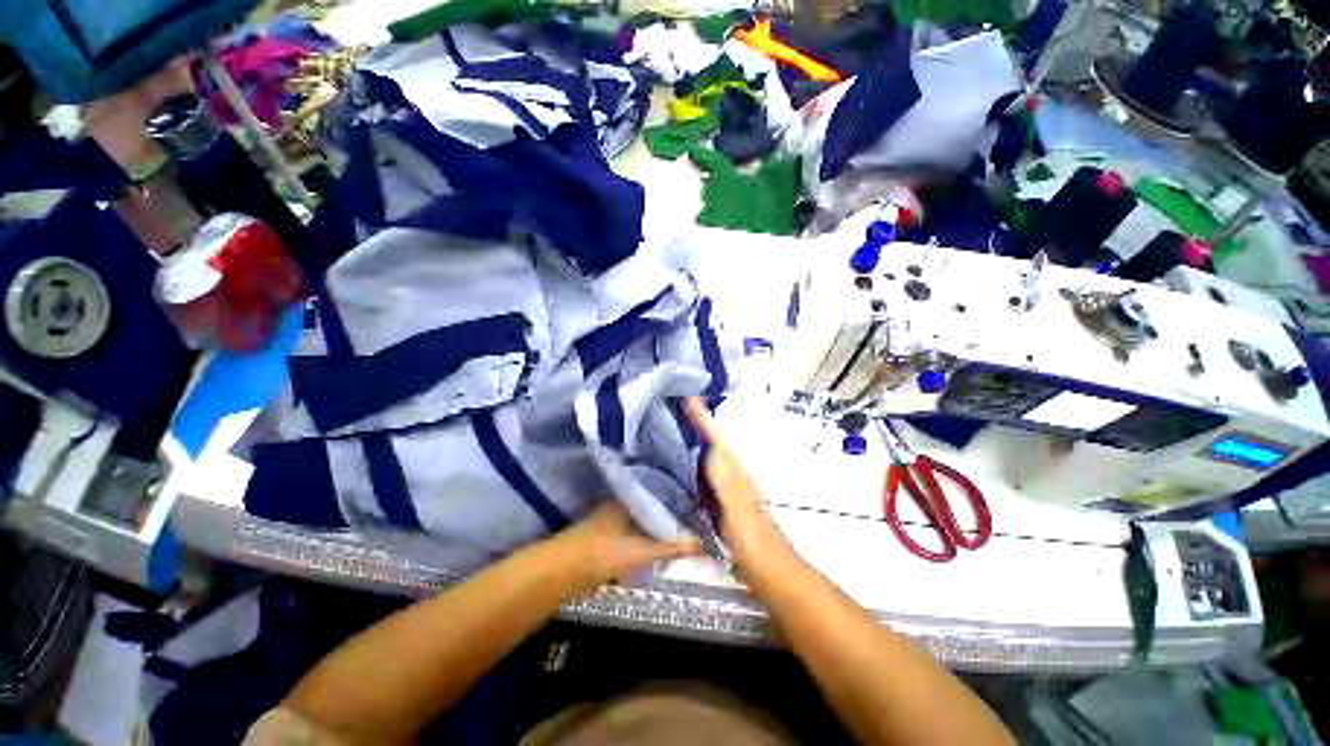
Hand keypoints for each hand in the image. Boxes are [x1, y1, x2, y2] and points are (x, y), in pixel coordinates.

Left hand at [550, 503, 701, 597]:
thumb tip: (703, 543)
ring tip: (688, 535)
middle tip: (698, 524)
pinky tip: (664, 550)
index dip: (681, 501)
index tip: (700, 507)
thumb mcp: (641, 550)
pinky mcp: (609, 540)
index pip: (662, 493)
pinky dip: (651, 543)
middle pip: (655, 509)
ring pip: (646, 523)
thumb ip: (671, 547)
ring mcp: (614, 522)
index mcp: (629, 499)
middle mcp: (622, 505)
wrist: (562, 574)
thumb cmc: (602, 553)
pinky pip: (637, 537)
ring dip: (663, 531)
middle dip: (674, 518)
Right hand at [683, 397, 792, 569]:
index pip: (714, 436)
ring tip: (667, 426)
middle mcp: (729, 473)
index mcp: (733, 470)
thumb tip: (712, 446)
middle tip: (670, 405)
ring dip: (689, 439)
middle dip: (692, 422)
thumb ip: (726, 479)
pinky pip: (698, 476)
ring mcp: (723, 488)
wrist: (768, 571)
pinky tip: (673, 466)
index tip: (686, 395)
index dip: (701, 415)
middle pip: (708, 441)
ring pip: (703, 456)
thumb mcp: (738, 509)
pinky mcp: (716, 502)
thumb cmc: (754, 540)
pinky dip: (687, 465)